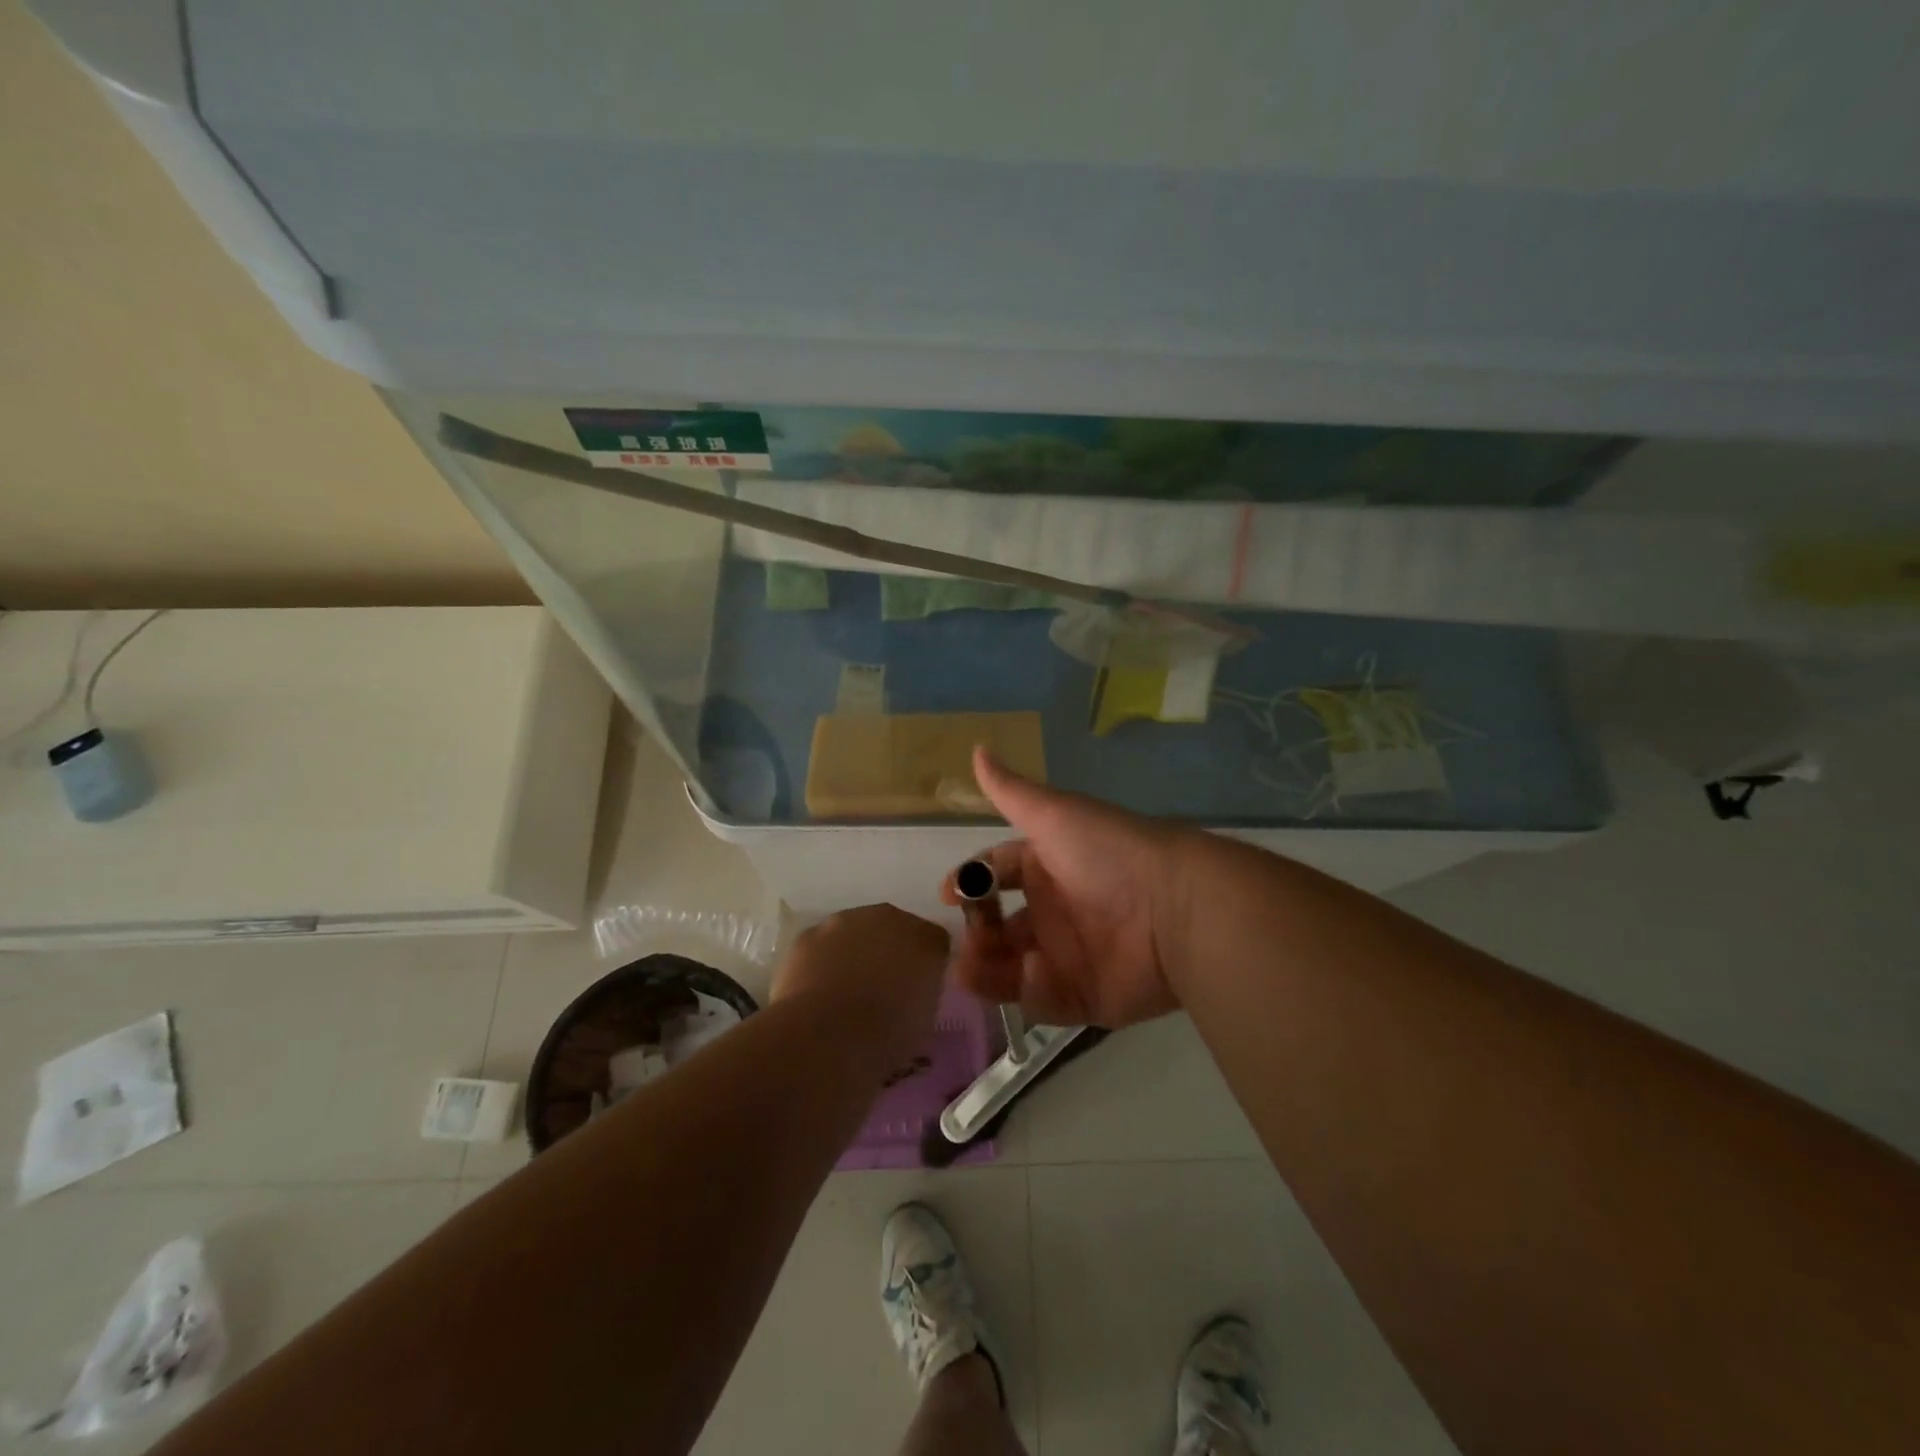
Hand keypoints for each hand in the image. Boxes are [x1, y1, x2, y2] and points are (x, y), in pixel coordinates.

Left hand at [772, 904, 950, 1060]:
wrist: (828, 1037)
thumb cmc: (887, 1035)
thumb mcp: (924, 1019)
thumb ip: (922, 992)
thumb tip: (910, 991)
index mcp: (926, 939)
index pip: (934, 942)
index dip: (925, 966)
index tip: (917, 991)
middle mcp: (888, 918)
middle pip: (893, 929)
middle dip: (889, 952)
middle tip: (882, 990)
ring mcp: (845, 922)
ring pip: (854, 933)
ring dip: (854, 953)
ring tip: (845, 994)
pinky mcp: (809, 935)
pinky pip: (822, 946)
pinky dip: (822, 962)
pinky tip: (817, 992)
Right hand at [942, 747, 1191, 1028]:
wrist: (1175, 906)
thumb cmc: (1107, 852)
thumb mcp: (1054, 814)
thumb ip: (1010, 790)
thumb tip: (977, 749)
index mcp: (1045, 866)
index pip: (996, 874)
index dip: (969, 882)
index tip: (948, 895)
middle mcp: (1053, 910)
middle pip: (997, 927)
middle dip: (974, 933)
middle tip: (965, 941)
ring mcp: (1067, 956)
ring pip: (1010, 968)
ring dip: (984, 970)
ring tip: (967, 971)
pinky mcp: (1085, 996)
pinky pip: (1044, 999)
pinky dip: (1030, 990)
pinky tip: (1031, 973)